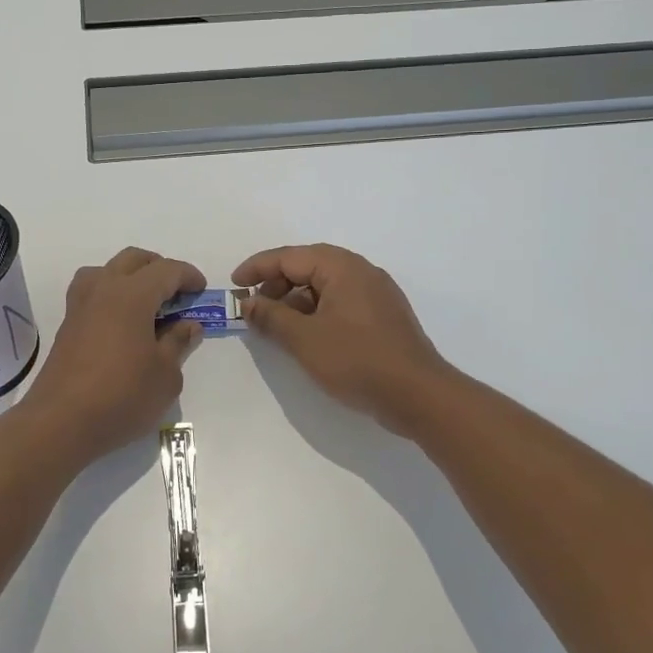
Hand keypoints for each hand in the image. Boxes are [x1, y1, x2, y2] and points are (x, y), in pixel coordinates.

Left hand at [21, 248, 204, 463]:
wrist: (61, 422)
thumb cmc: (122, 396)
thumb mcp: (166, 375)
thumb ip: (178, 343)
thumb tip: (188, 325)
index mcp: (132, 294)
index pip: (166, 270)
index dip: (188, 276)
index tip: (201, 289)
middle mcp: (103, 289)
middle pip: (133, 259)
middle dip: (159, 268)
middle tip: (176, 292)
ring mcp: (80, 306)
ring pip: (106, 270)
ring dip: (129, 276)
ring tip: (145, 303)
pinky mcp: (67, 325)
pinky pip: (91, 292)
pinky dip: (110, 295)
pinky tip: (121, 323)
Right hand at [235, 244, 459, 437]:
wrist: (418, 395)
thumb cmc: (357, 360)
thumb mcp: (304, 339)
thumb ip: (272, 317)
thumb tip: (248, 303)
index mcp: (342, 267)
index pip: (290, 256)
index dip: (258, 268)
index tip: (234, 285)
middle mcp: (361, 272)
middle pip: (309, 267)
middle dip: (276, 284)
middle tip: (254, 308)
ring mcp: (376, 294)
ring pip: (325, 286)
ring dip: (296, 301)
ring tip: (276, 326)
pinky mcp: (382, 317)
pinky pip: (341, 303)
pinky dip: (317, 312)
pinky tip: (306, 336)